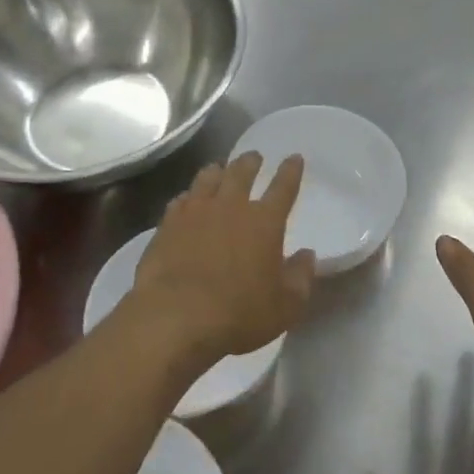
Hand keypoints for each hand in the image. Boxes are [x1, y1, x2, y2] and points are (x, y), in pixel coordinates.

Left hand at [126, 152, 315, 368]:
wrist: (176, 316)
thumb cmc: (239, 313)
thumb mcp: (285, 306)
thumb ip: (300, 278)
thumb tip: (307, 255)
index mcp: (265, 222)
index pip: (283, 188)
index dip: (290, 171)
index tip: (294, 157)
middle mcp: (231, 207)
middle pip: (242, 173)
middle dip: (250, 162)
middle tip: (254, 157)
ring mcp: (195, 212)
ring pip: (207, 178)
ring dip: (217, 171)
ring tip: (219, 168)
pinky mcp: (167, 225)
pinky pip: (180, 200)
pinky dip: (188, 196)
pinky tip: (186, 200)